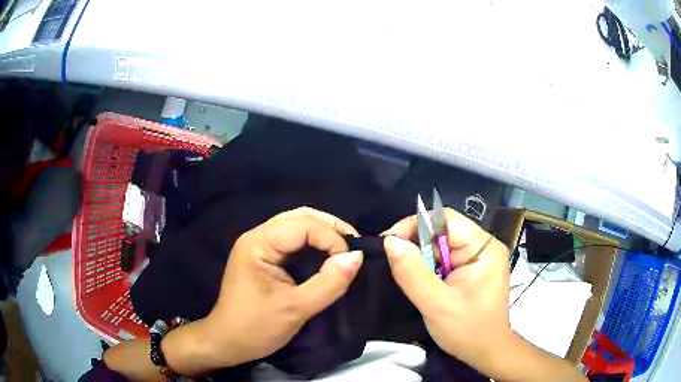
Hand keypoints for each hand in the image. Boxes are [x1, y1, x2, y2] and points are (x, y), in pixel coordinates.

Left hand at [200, 207, 363, 368]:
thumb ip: (328, 283)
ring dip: (323, 233)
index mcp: (258, 243)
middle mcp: (257, 236)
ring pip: (296, 225)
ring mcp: (258, 245)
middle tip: (354, 246)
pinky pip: (292, 240)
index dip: (331, 238)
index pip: (303, 224)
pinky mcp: (263, 257)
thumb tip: (356, 257)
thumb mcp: (296, 309)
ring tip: (344, 249)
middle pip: (300, 217)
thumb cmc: (256, 328)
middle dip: (330, 228)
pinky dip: (313, 244)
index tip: (350, 262)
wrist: (227, 342)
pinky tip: (325, 255)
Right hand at [382, 208, 512, 375]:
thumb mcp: (437, 305)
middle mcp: (482, 246)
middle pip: (442, 231)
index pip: (445, 220)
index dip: (414, 225)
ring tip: (408, 278)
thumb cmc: (468, 331)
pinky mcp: (471, 270)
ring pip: (440, 246)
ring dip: (421, 260)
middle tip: (394, 264)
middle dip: (416, 246)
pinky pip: (444, 259)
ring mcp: (477, 258)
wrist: (486, 352)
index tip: (389, 244)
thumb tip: (389, 242)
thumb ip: (412, 273)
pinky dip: (428, 269)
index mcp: (483, 248)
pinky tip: (422, 283)